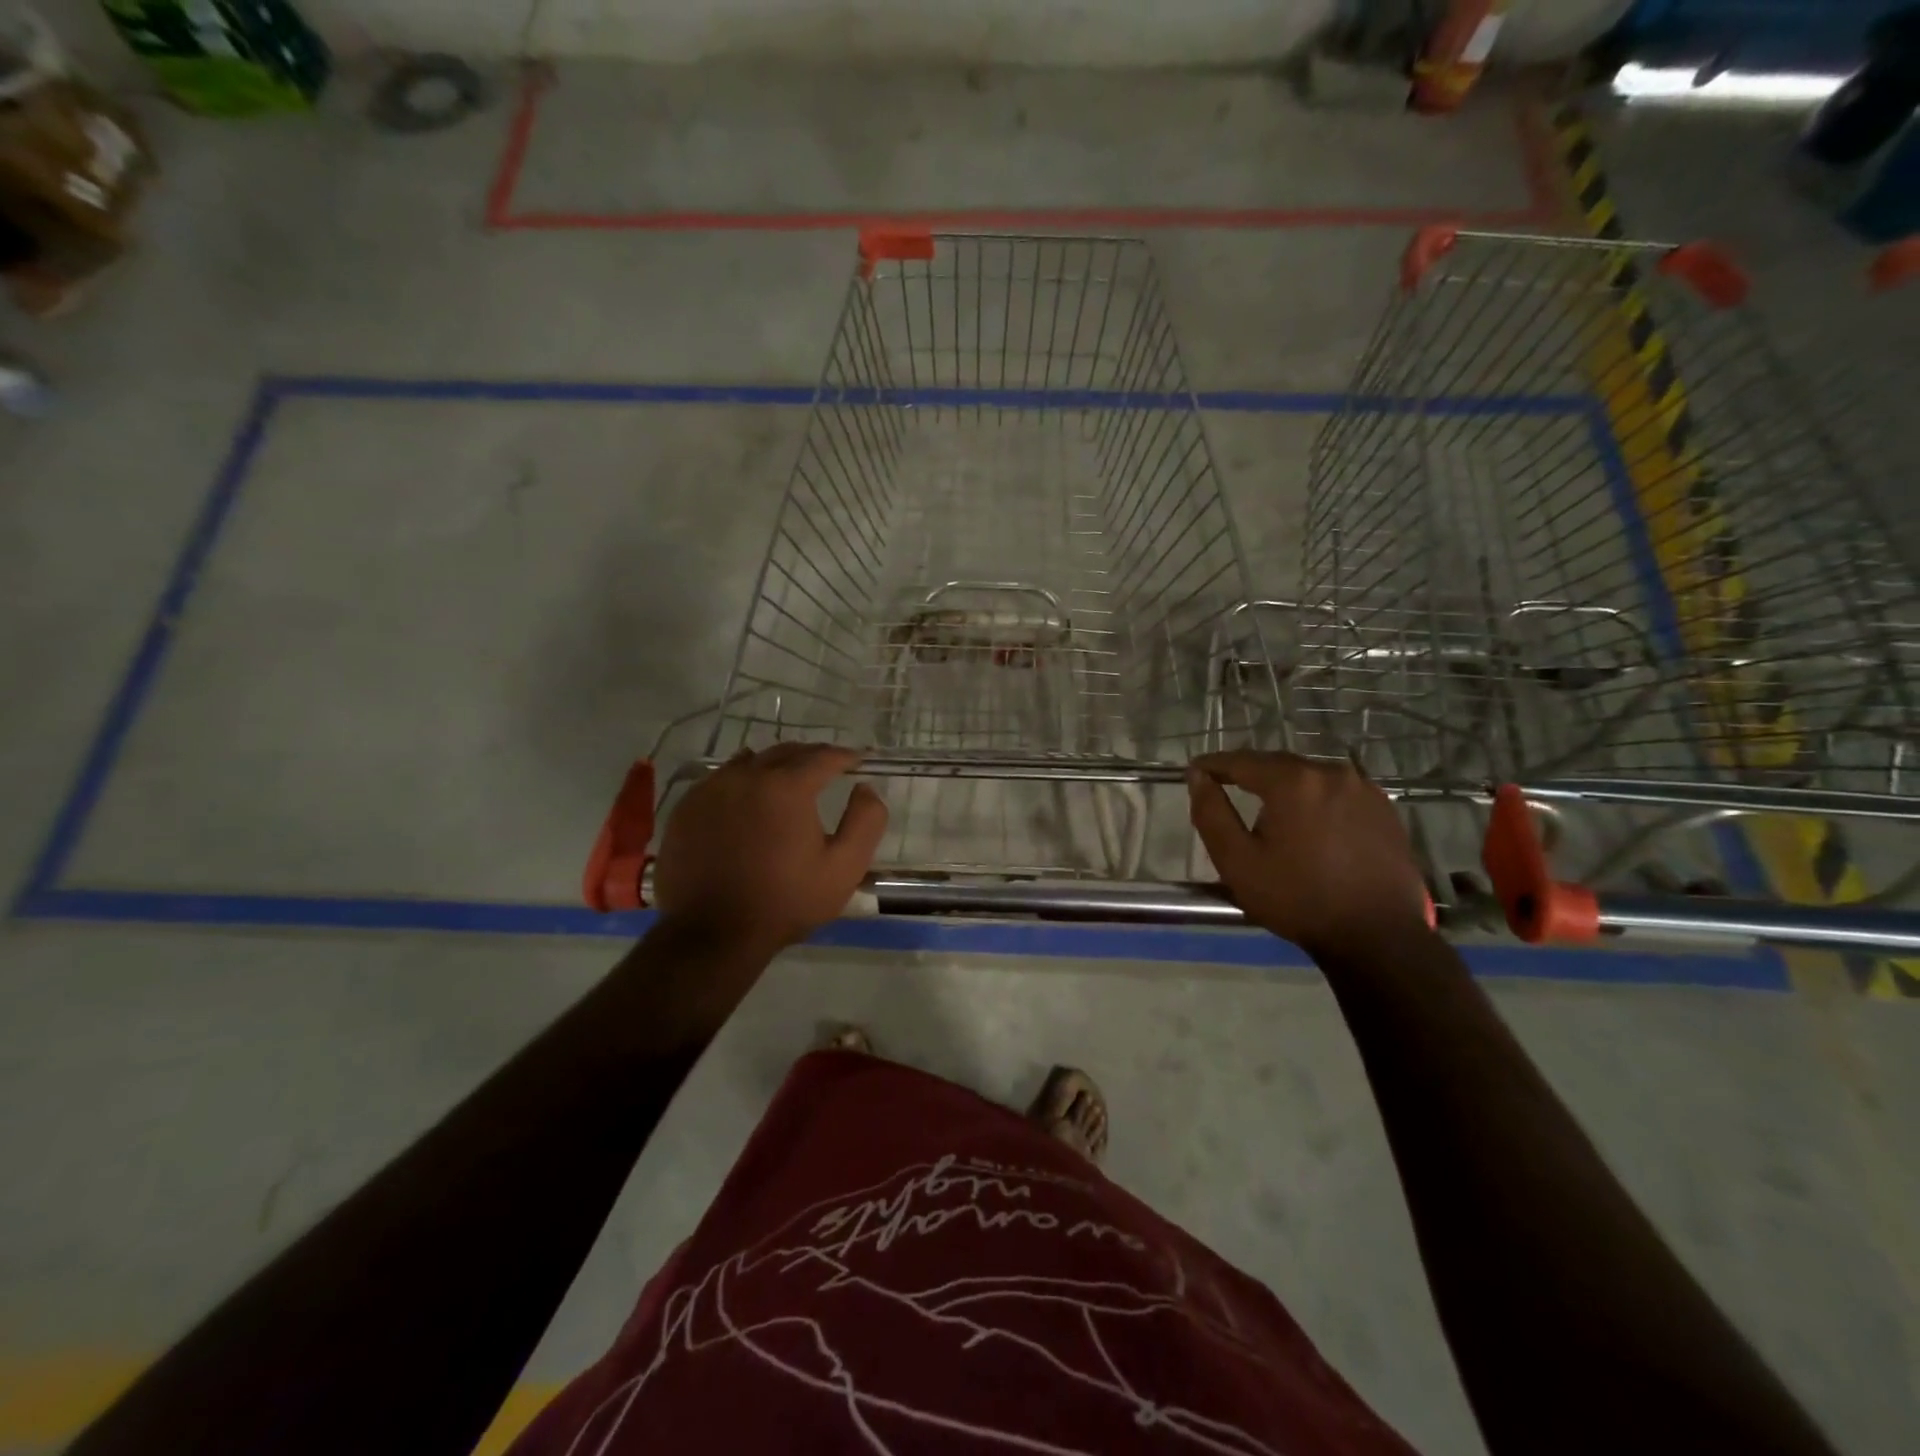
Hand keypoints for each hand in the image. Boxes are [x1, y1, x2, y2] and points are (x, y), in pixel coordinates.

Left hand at [653, 743, 888, 955]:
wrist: (712, 934)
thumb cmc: (785, 901)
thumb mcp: (844, 868)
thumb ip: (865, 821)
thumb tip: (865, 788)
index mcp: (787, 786)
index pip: (823, 756)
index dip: (845, 756)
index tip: (858, 760)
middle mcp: (747, 775)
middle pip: (786, 752)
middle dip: (811, 757)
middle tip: (827, 768)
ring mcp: (711, 789)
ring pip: (751, 761)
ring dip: (775, 764)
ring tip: (788, 779)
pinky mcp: (687, 807)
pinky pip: (721, 779)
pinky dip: (742, 780)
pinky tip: (748, 798)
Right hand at [1187, 751, 1427, 954]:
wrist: (1378, 936)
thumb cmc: (1298, 898)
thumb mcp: (1238, 861)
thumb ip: (1211, 813)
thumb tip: (1197, 776)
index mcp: (1293, 781)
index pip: (1242, 761)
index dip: (1214, 764)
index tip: (1195, 770)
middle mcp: (1331, 773)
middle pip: (1278, 765)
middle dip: (1250, 775)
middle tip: (1226, 787)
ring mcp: (1364, 790)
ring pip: (1310, 778)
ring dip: (1285, 788)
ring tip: (1268, 811)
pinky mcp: (1384, 810)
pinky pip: (1337, 793)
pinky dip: (1316, 801)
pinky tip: (1309, 824)